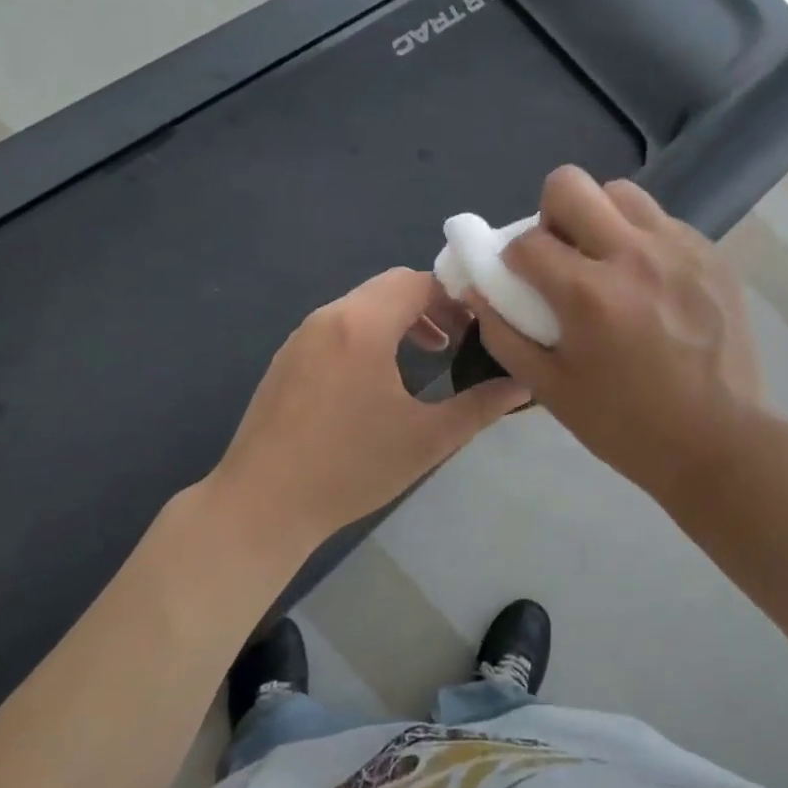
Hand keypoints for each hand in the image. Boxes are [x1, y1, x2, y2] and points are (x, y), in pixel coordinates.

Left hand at [205, 268, 527, 552]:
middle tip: (462, 338)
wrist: (261, 506)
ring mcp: (303, 336)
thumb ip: (481, 406)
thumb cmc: (350, 469)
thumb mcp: (428, 439)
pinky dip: (371, 332)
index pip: (420, 282)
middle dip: (432, 304)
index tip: (484, 324)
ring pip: (364, 303)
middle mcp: (330, 316)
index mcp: (363, 325)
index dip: (458, 297)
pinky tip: (381, 375)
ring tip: (430, 353)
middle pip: (391, 286)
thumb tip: (526, 384)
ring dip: (401, 318)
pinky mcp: (288, 357)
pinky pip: (340, 324)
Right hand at [466, 167, 764, 498]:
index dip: (512, 259)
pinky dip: (643, 239)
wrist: (719, 441)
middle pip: (570, 184)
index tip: (523, 281)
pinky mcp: (713, 255)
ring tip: (609, 262)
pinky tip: (652, 283)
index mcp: (589, 294)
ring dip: (600, 217)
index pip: (526, 241)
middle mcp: (634, 255)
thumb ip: (504, 334)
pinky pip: (663, 222)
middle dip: (551, 214)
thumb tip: (478, 289)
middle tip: (563, 255)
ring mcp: (680, 249)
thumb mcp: (551, 389)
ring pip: (622, 193)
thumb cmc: (627, 425)